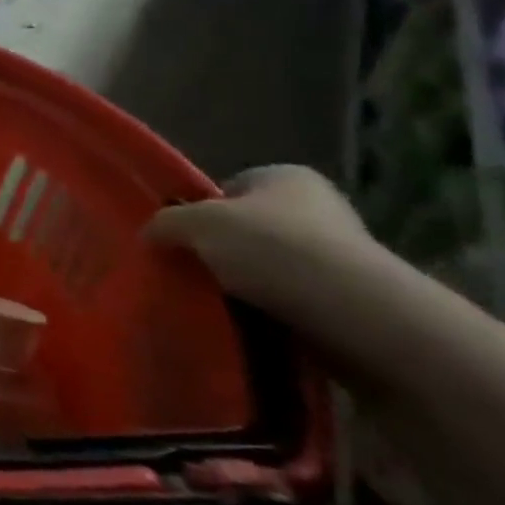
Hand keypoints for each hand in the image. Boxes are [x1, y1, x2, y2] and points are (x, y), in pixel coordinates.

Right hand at [147, 165, 370, 317]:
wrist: (355, 315)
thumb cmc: (272, 249)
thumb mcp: (197, 224)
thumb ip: (166, 223)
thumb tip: (150, 234)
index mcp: (286, 177)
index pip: (229, 189)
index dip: (200, 212)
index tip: (182, 240)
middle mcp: (318, 209)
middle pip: (248, 230)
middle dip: (221, 252)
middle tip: (193, 274)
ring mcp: (339, 258)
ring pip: (268, 269)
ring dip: (244, 287)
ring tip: (216, 305)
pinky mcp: (349, 303)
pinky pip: (291, 304)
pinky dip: (269, 314)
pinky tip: (249, 327)